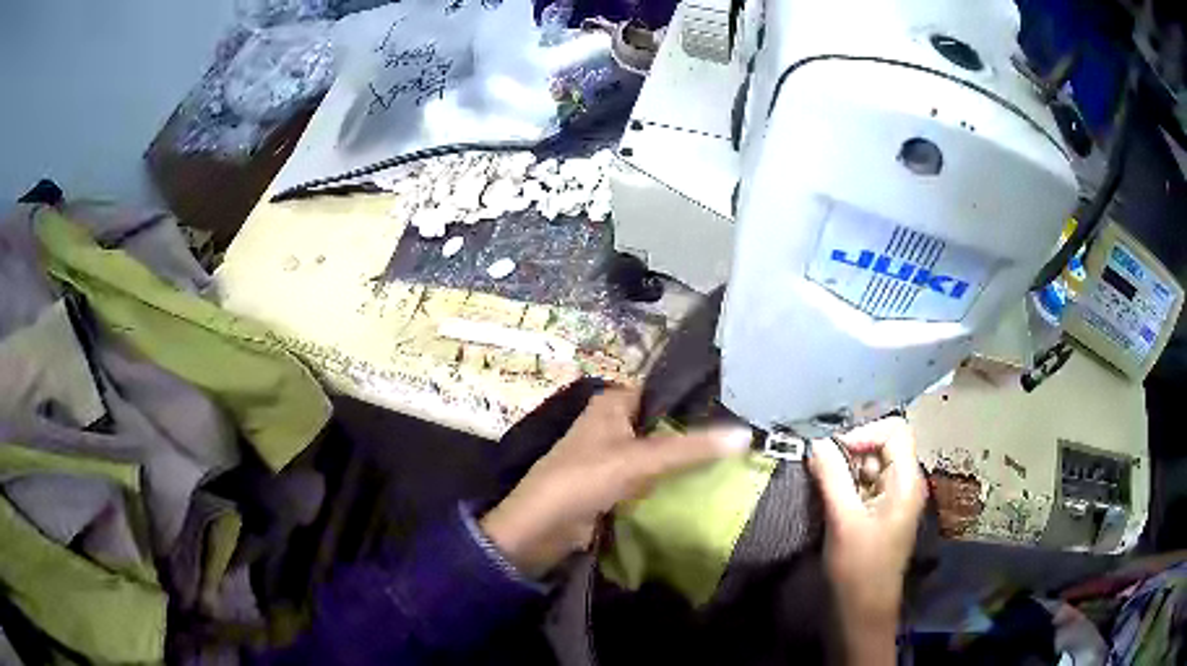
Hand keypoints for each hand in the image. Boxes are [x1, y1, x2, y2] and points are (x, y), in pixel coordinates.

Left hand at [480, 388, 751, 577]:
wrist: (541, 528)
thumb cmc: (584, 480)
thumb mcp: (640, 460)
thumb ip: (690, 449)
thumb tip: (746, 435)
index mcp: (614, 402)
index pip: (666, 391)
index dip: (700, 399)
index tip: (740, 409)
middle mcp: (615, 422)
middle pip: (666, 423)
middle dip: (698, 433)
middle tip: (744, 438)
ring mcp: (615, 454)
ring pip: (660, 451)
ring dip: (687, 459)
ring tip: (736, 459)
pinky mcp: (615, 484)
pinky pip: (652, 476)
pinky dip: (673, 480)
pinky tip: (706, 483)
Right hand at [809, 417, 926, 664]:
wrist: (863, 612)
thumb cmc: (858, 568)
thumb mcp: (843, 520)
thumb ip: (832, 477)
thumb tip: (816, 443)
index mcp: (907, 481)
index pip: (894, 431)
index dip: (864, 433)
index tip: (833, 453)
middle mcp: (905, 483)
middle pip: (882, 446)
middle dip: (851, 452)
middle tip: (820, 472)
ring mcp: (893, 499)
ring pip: (871, 466)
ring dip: (845, 470)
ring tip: (821, 489)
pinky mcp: (880, 513)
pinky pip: (865, 485)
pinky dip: (846, 486)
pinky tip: (829, 501)